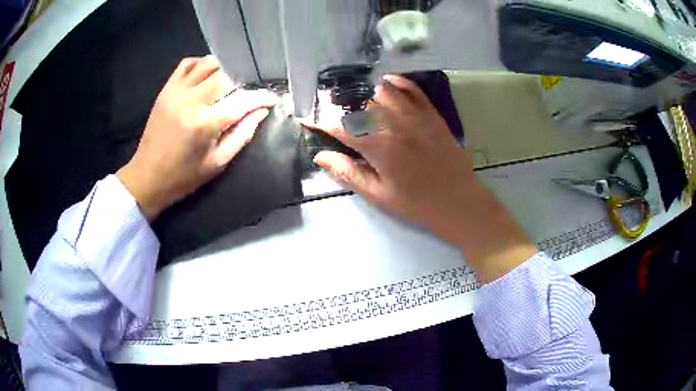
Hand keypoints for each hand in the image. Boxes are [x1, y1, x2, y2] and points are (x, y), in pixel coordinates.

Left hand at [117, 56, 276, 219]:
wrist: (147, 177)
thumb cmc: (183, 177)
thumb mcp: (217, 163)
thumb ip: (241, 135)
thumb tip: (260, 112)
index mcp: (205, 124)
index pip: (242, 101)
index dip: (261, 98)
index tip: (270, 100)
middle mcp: (191, 101)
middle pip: (226, 76)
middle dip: (240, 84)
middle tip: (242, 96)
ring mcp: (176, 92)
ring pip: (208, 64)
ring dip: (222, 70)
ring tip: (225, 85)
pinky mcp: (166, 90)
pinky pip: (186, 64)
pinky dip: (200, 64)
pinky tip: (205, 76)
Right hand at [308, 75, 536, 281]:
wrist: (460, 202)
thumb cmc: (417, 204)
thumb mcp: (378, 195)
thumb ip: (348, 172)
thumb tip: (320, 156)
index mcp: (378, 146)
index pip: (339, 126)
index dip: (319, 122)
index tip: (307, 120)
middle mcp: (394, 123)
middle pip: (358, 103)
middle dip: (339, 106)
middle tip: (331, 113)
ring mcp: (415, 115)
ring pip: (381, 90)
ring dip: (365, 94)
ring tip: (356, 103)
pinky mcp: (431, 114)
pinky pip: (411, 89)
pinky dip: (396, 83)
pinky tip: (386, 85)